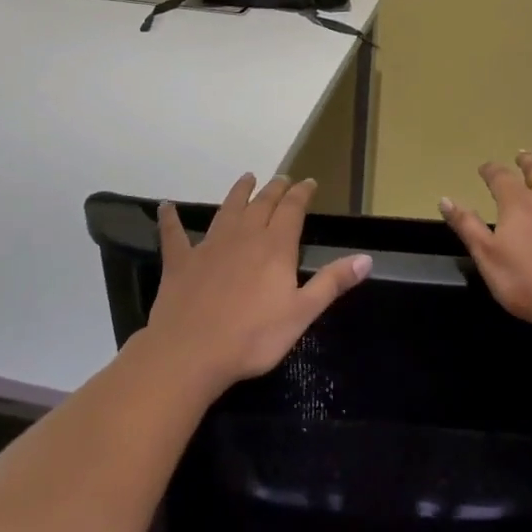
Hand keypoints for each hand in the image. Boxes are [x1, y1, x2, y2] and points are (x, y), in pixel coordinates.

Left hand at [146, 173, 371, 394]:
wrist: (191, 352)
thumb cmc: (253, 337)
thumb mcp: (302, 313)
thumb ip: (332, 282)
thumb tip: (366, 258)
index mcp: (275, 247)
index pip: (292, 209)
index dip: (302, 193)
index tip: (308, 182)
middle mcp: (244, 236)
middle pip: (262, 203)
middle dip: (275, 189)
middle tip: (282, 178)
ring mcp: (209, 246)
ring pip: (227, 210)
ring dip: (238, 193)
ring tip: (247, 178)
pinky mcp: (180, 261)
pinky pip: (174, 234)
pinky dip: (170, 219)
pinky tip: (165, 207)